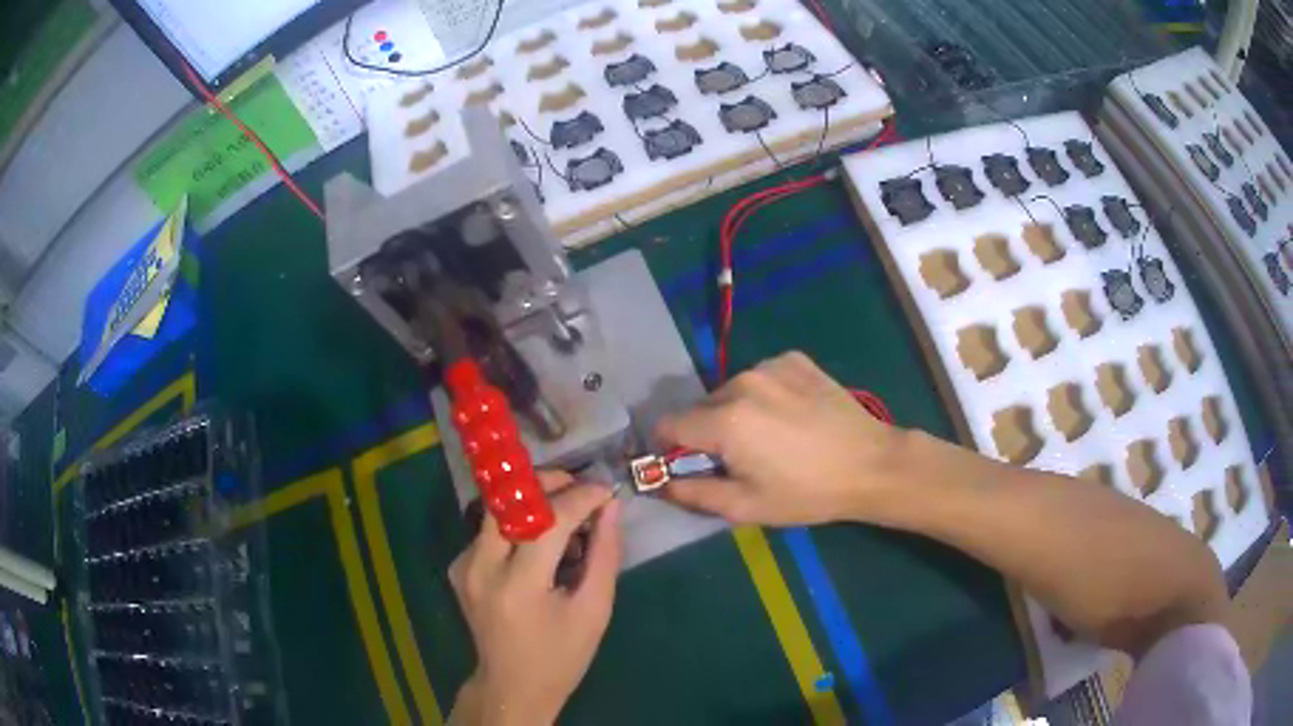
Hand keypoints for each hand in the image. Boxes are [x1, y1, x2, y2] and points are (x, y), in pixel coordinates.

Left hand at [448, 472, 621, 725]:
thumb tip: (611, 507)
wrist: (512, 685)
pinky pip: (489, 530)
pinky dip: (517, 526)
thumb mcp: (594, 611)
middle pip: (508, 501)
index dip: (580, 497)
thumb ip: (604, 554)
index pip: (547, 521)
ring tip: (565, 518)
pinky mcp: (458, 567)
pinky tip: (539, 547)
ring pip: (497, 511)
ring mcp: (463, 566)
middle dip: (547, 485)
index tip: (606, 491)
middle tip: (579, 489)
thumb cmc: (562, 656)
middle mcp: (481, 568)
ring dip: (532, 503)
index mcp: (519, 586)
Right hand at [656, 351, 910, 525]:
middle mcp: (741, 383)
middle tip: (739, 458)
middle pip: (700, 408)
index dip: (667, 448)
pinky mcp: (794, 359)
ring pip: (731, 391)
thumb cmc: (807, 492)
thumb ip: (693, 493)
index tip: (685, 464)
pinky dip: (765, 395)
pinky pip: (761, 377)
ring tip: (771, 437)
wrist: (870, 464)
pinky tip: (791, 416)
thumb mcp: (746, 506)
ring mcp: (770, 366)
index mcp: (724, 421)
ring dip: (736, 412)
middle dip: (706, 432)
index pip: (667, 425)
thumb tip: (658, 483)